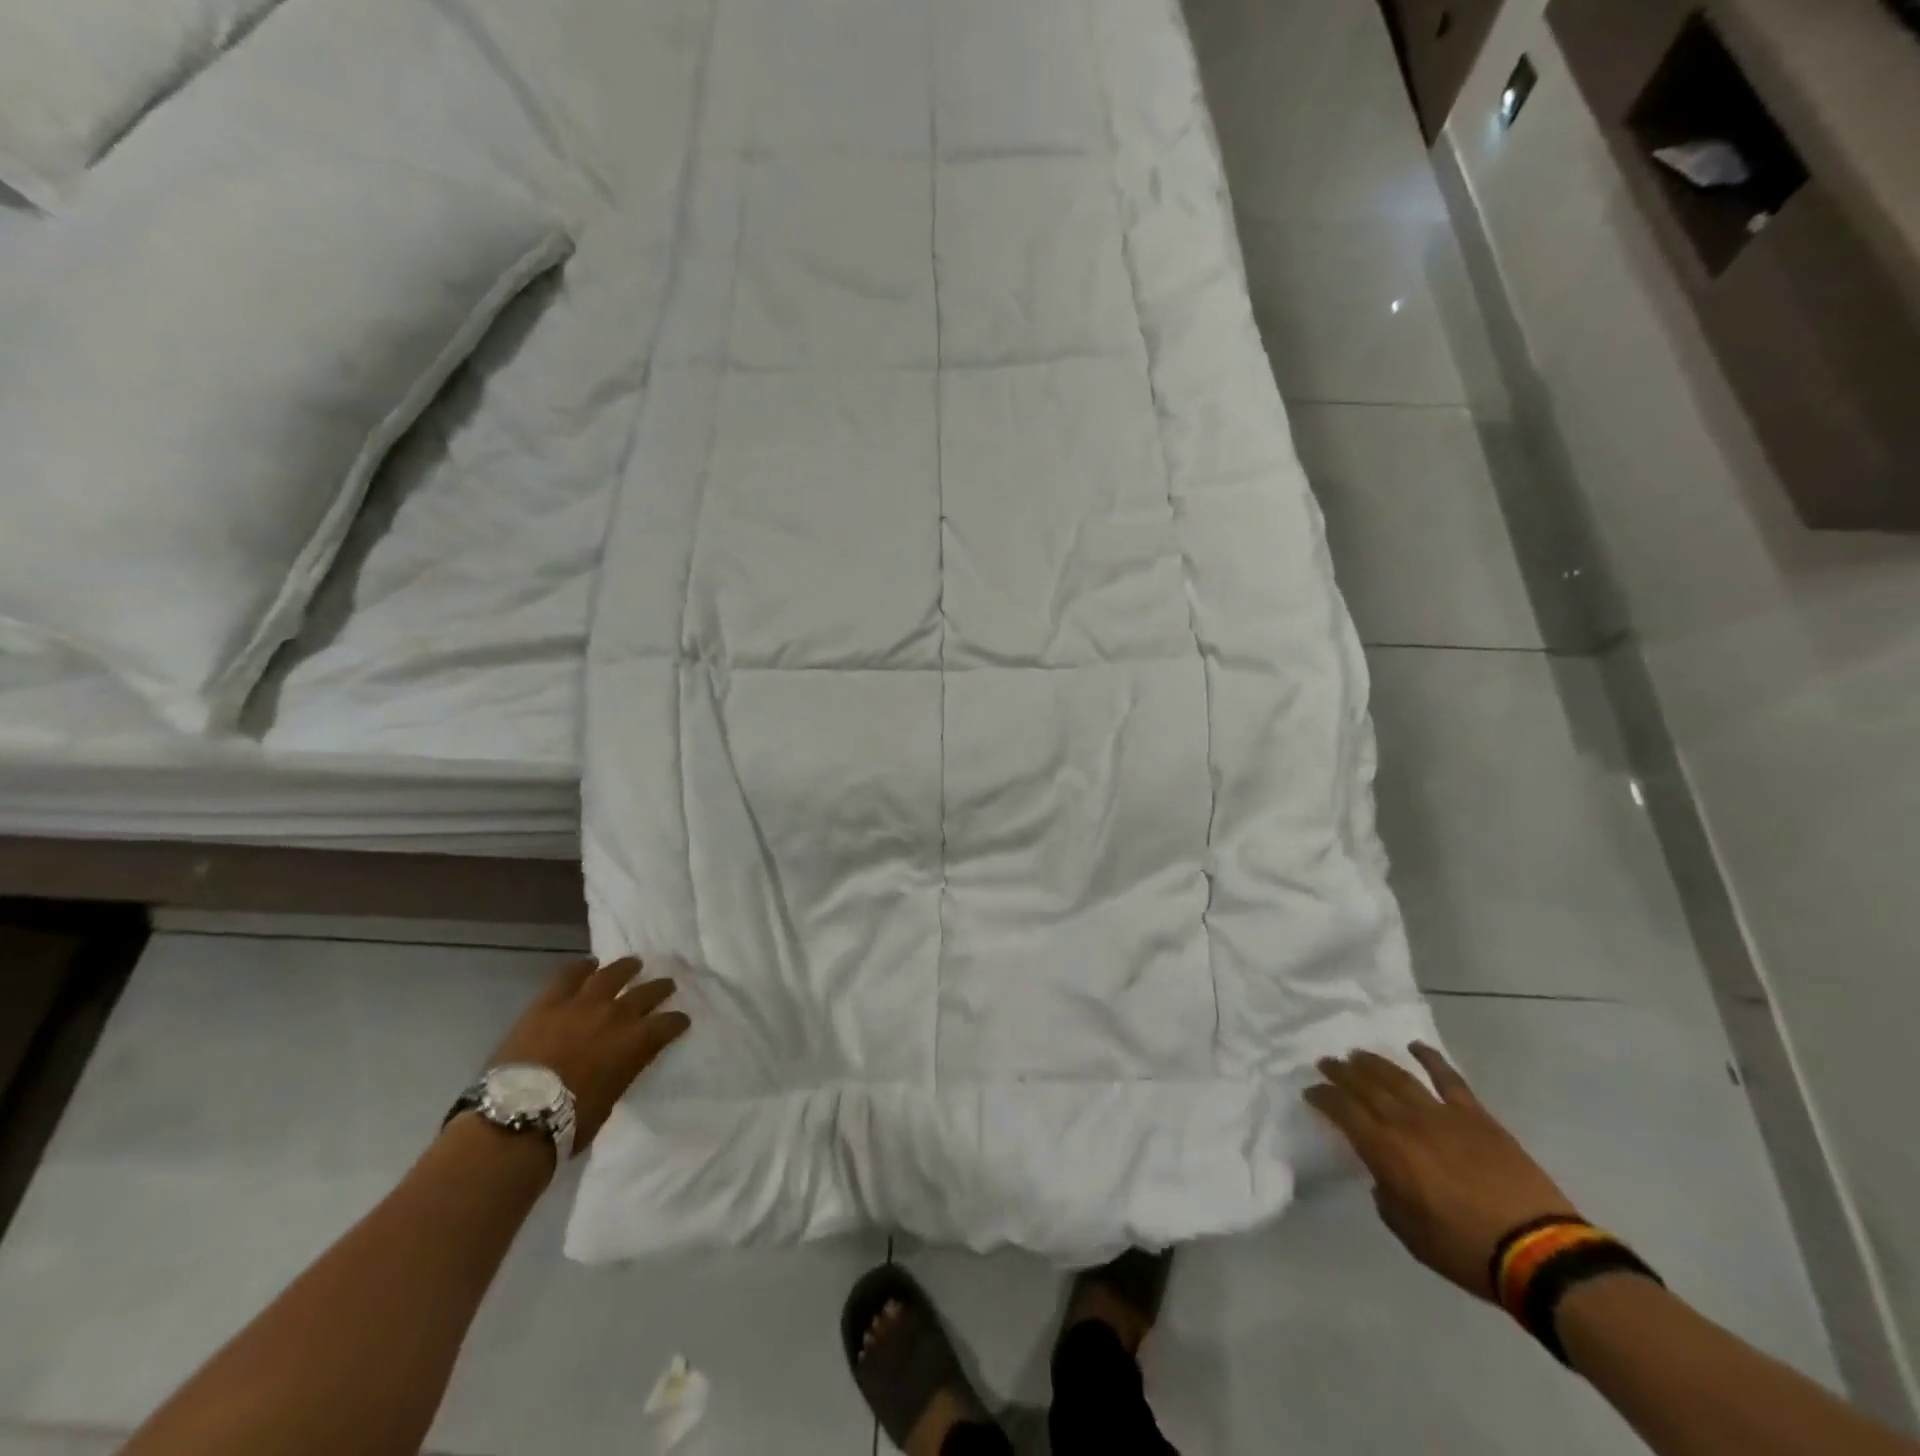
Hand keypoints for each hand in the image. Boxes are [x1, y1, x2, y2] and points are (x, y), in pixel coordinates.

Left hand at [488, 957, 690, 1153]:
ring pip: (612, 974)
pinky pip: (569, 975)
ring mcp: (583, 1003)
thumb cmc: (569, 1121)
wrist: (518, 1115)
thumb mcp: (610, 1099)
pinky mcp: (550, 1002)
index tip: (681, 1021)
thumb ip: (620, 1072)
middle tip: (666, 985)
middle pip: (647, 993)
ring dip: (626, 968)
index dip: (677, 1022)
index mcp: (637, 1042)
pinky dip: (582, 967)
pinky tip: (589, 963)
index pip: (668, 1024)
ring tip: (633, 964)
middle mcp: (617, 1014)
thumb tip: (618, 1065)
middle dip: (660, 989)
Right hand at [1305, 1043, 1580, 1300]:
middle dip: (1341, 1071)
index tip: (1311, 1091)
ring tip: (1357, 1053)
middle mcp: (1406, 1122)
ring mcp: (1442, 1114)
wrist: (1539, 1251)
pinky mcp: (1475, 1115)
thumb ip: (1387, 1197)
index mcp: (1385, 1150)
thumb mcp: (1409, 1233)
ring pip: (1398, 1076)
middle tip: (1326, 1062)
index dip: (1323, 1097)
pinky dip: (1429, 1058)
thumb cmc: (1465, 1249)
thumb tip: (1384, 1176)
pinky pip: (1448, 1078)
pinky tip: (1415, 1047)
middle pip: (1365, 1085)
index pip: (1342, 1110)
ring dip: (1373, 1062)